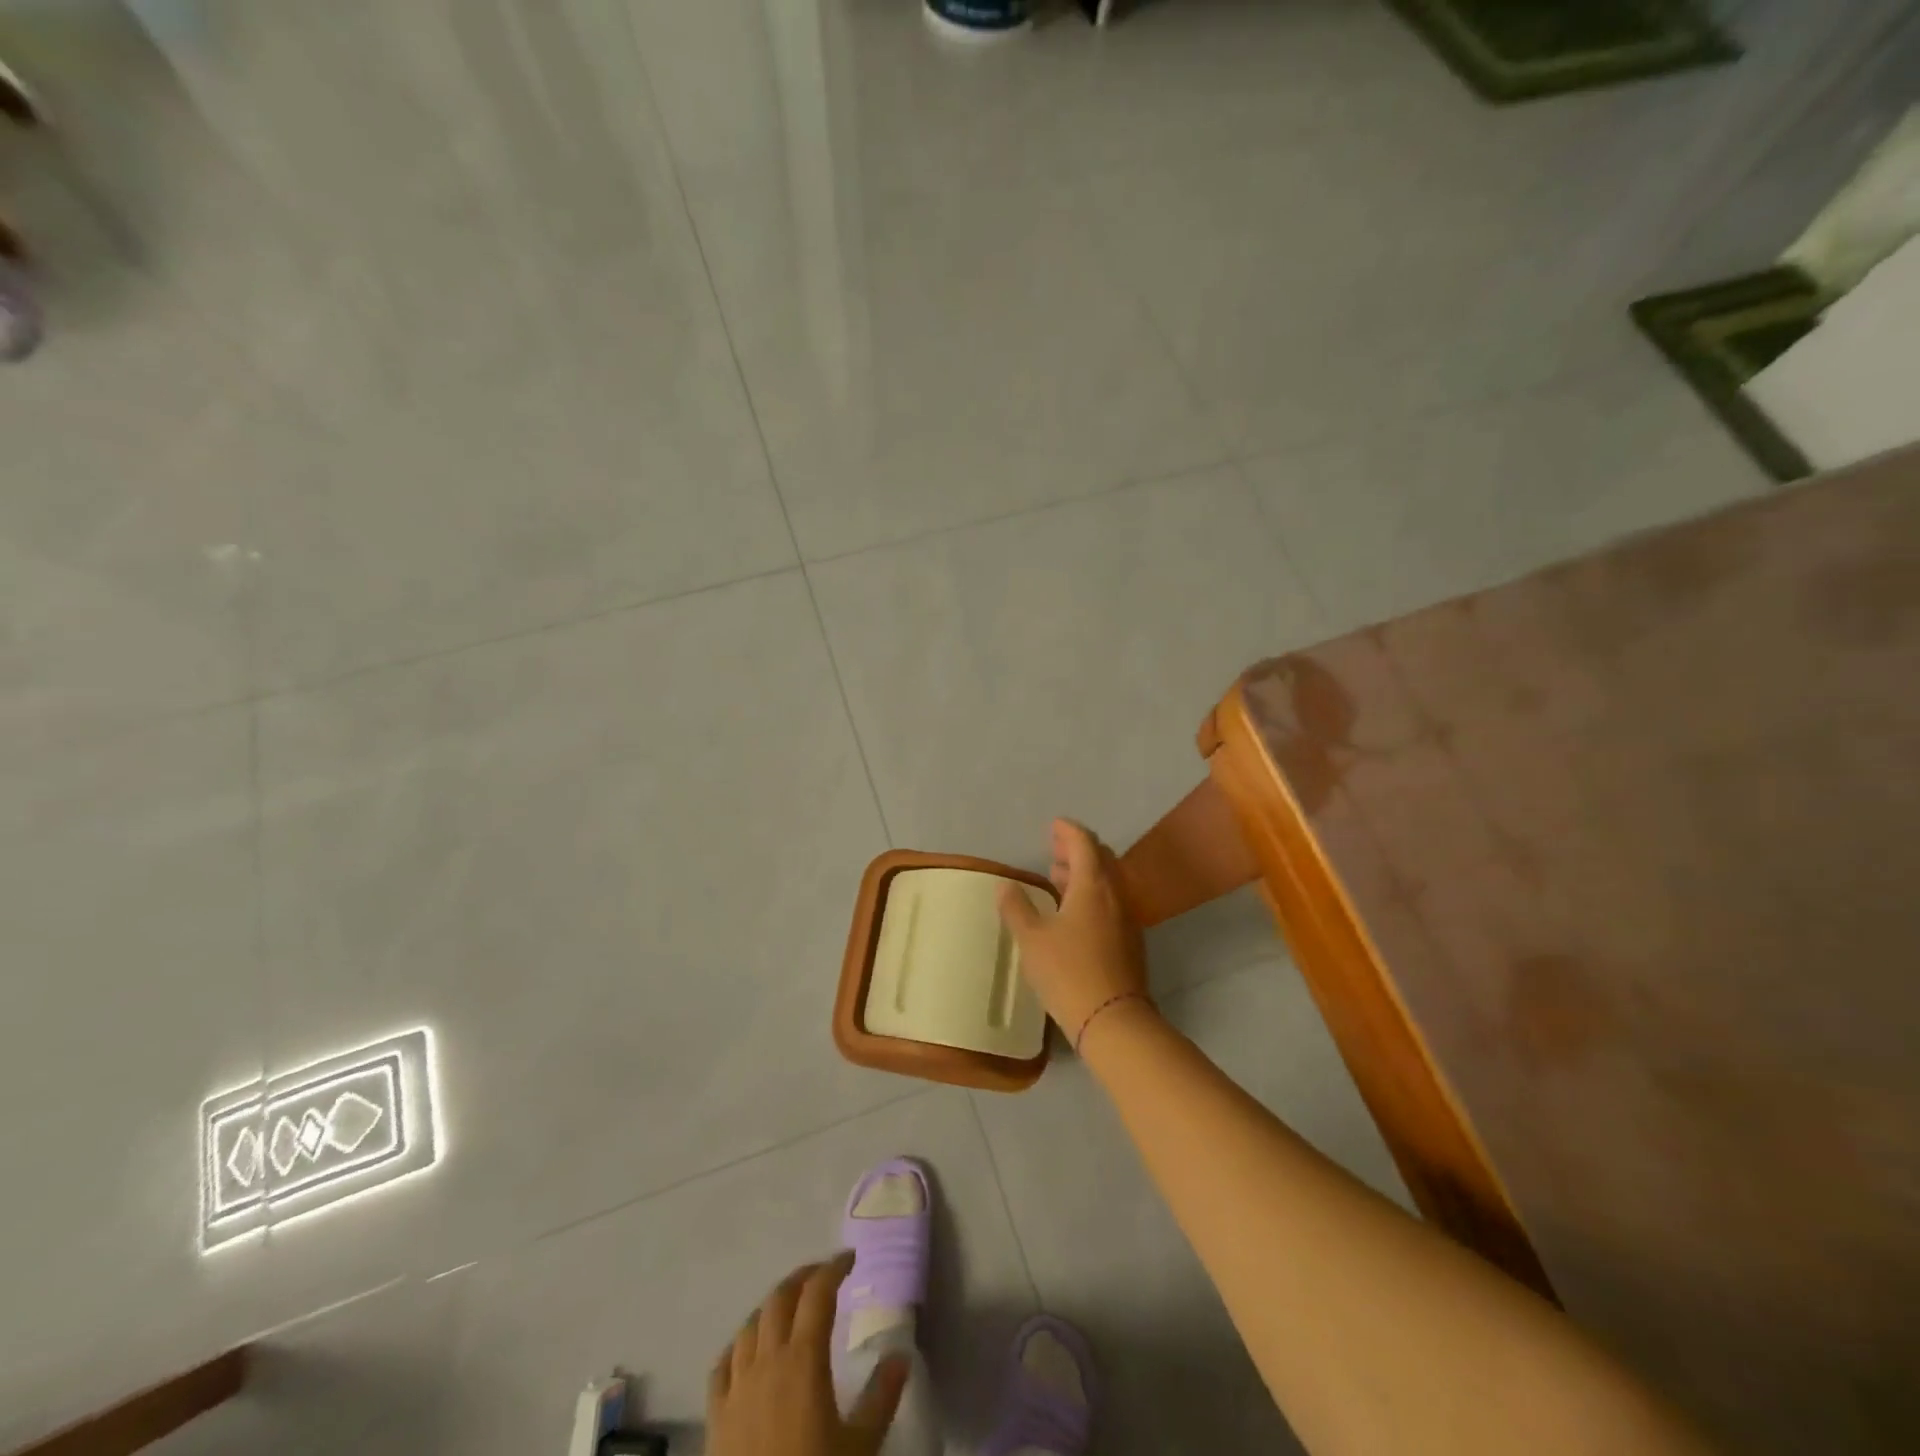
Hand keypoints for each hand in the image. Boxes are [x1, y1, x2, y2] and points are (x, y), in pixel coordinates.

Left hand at [708, 1253, 908, 1455]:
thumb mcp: (860, 1447)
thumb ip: (882, 1397)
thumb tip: (901, 1356)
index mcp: (803, 1359)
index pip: (817, 1293)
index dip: (834, 1268)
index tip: (850, 1260)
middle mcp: (766, 1361)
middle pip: (780, 1298)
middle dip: (803, 1278)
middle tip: (824, 1278)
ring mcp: (736, 1388)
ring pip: (750, 1325)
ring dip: (772, 1307)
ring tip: (790, 1310)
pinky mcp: (715, 1418)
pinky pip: (723, 1364)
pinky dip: (739, 1345)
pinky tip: (748, 1353)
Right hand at [997, 818, 1151, 1045]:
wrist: (1113, 1019)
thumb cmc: (1068, 972)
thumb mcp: (1031, 940)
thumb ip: (1016, 908)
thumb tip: (1005, 885)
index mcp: (1092, 886)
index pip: (1084, 843)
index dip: (1068, 830)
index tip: (1053, 825)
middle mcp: (1115, 894)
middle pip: (1100, 858)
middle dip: (1077, 849)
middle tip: (1053, 849)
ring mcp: (1126, 918)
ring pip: (1107, 881)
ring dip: (1084, 872)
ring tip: (1058, 877)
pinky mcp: (1129, 940)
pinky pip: (1111, 901)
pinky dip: (1092, 893)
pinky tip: (1074, 912)